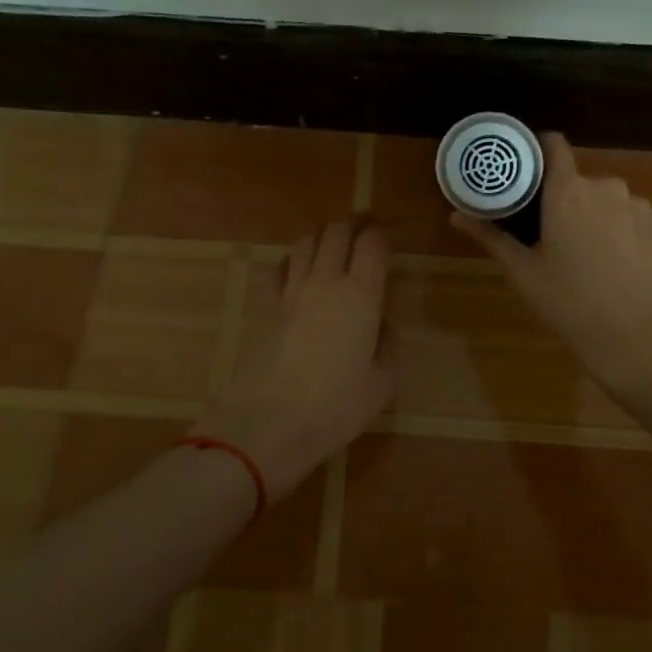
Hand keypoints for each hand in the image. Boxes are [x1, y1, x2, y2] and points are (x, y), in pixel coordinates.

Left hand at [193, 221, 394, 498]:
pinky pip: (276, 267)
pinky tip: (293, 276)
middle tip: (361, 239)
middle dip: (352, 228)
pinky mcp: (263, 304)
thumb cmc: (336, 407)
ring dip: (321, 241)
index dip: (382, 234)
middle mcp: (326, 281)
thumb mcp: (382, 383)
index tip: (388, 239)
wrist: (271, 423)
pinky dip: (289, 263)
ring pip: (305, 242)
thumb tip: (381, 322)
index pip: (373, 243)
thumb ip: (388, 344)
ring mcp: (290, 290)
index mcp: (361, 295)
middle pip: (337, 231)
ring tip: (329, 253)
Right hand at [451, 134, 651, 433]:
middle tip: (556, 234)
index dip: (540, 148)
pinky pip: (638, 219)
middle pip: (581, 181)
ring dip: (600, 217)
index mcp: (568, 191)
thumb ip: (491, 236)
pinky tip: (623, 266)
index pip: (554, 145)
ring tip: (593, 256)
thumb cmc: (570, 303)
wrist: (641, 340)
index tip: (528, 168)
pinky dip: (627, 233)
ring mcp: (642, 206)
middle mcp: (608, 187)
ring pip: (612, 201)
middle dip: (568, 200)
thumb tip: (455, 215)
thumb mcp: (524, 271)